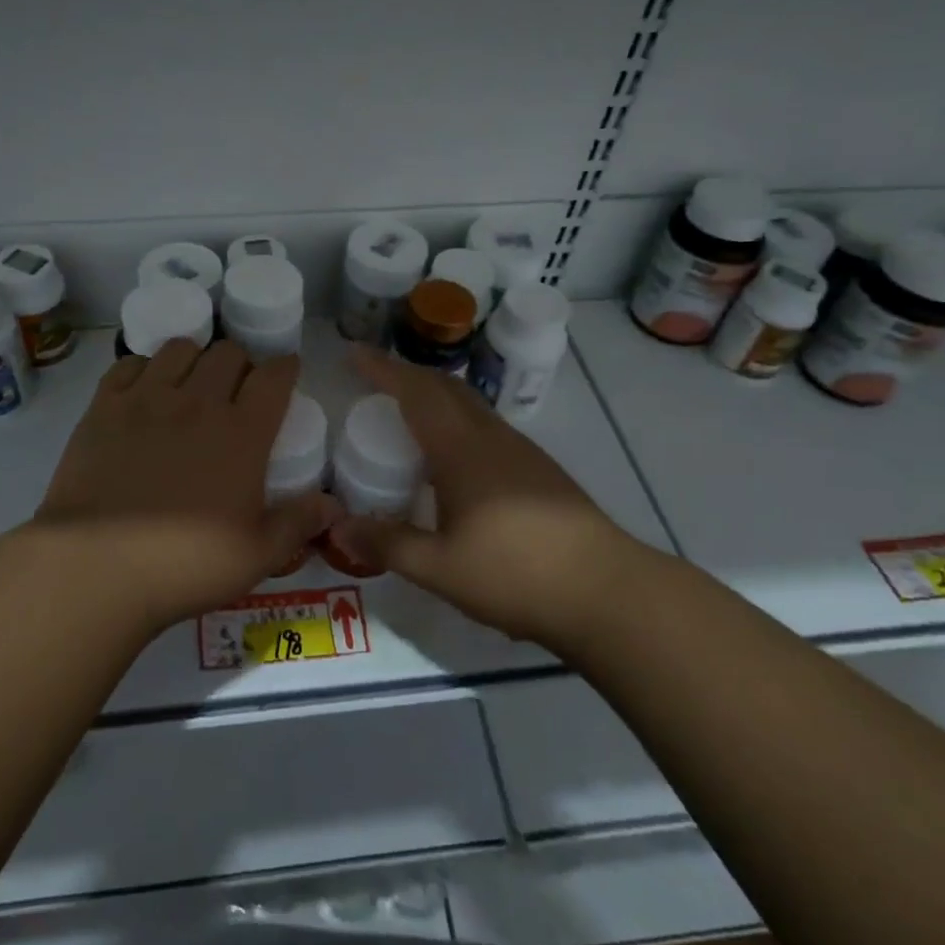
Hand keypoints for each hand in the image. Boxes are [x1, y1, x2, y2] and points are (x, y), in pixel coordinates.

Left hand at [36, 340, 338, 632]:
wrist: (97, 567)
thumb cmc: (185, 564)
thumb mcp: (257, 555)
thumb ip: (298, 523)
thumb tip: (335, 505)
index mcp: (242, 432)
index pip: (274, 377)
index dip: (285, 367)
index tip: (286, 371)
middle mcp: (198, 402)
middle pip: (228, 353)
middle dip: (241, 363)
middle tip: (237, 388)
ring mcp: (147, 399)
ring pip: (180, 348)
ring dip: (195, 358)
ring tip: (190, 383)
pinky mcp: (104, 406)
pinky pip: (129, 363)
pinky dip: (144, 368)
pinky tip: (144, 391)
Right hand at [326, 348, 653, 649]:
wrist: (606, 591)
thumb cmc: (516, 574)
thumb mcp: (440, 568)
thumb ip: (388, 545)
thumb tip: (338, 529)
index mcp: (461, 449)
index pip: (415, 392)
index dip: (382, 369)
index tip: (354, 353)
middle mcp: (491, 437)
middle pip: (445, 387)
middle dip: (407, 375)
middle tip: (374, 380)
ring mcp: (520, 451)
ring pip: (470, 405)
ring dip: (435, 396)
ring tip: (407, 413)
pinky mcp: (539, 470)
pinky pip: (486, 426)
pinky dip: (457, 420)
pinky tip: (452, 457)